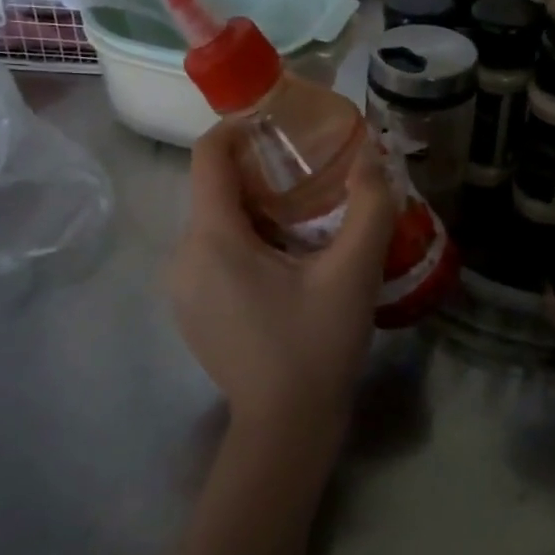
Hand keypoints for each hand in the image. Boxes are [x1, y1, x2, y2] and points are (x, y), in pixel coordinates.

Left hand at [168, 124, 395, 458]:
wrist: (284, 431)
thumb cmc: (315, 347)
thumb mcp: (353, 273)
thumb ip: (369, 206)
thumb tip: (373, 154)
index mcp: (212, 238)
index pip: (208, 155)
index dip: (240, 127)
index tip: (281, 123)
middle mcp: (183, 255)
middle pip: (215, 187)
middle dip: (259, 170)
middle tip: (311, 172)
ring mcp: (181, 287)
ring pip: (215, 220)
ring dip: (256, 205)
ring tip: (306, 214)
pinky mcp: (190, 309)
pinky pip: (212, 251)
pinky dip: (245, 237)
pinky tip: (286, 258)